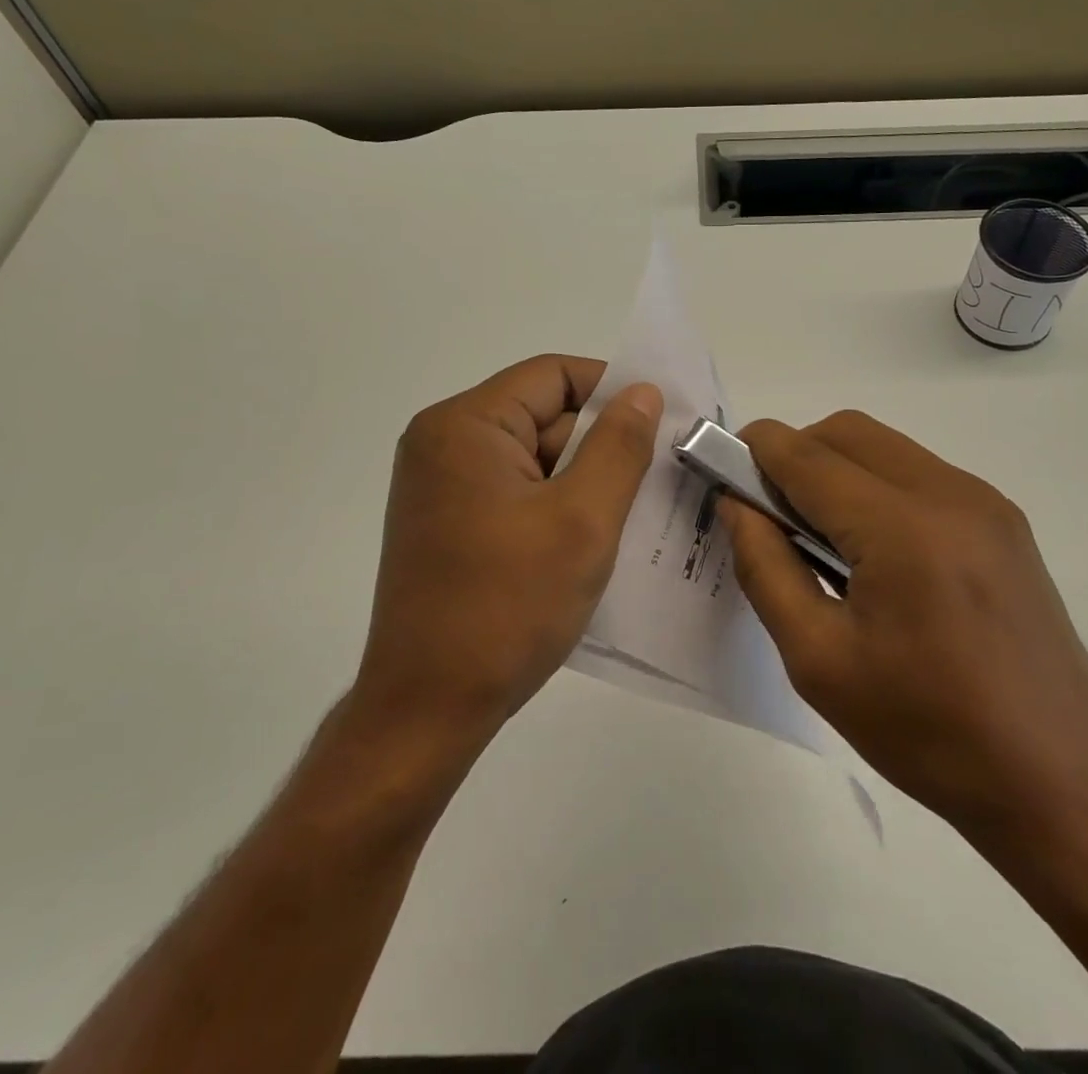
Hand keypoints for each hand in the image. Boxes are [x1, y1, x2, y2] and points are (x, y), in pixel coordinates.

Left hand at [347, 355, 662, 759]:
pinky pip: (516, 492)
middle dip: (601, 444)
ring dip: (583, 480)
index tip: (660, 423)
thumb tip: (643, 391)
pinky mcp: (449, 522)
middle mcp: (444, 443)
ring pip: (534, 458)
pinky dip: (556, 506)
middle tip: (658, 478)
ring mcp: (442, 485)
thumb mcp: (582, 520)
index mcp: (466, 426)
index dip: (611, 391)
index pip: (552, 376)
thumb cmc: (507, 607)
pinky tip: (593, 538)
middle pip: (543, 416)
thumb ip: (619, 446)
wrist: (427, 710)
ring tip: (635, 513)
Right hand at [723, 411, 1087, 848]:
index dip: (753, 451)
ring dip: (836, 468)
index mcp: (902, 529)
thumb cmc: (927, 732)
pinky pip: (919, 472)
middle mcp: (949, 493)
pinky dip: (877, 486)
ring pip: (884, 446)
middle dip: (794, 454)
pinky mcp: (1004, 520)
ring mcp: (985, 501)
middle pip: (845, 431)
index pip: (805, 455)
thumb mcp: (819, 660)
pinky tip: (877, 554)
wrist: (1062, 783)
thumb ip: (765, 567)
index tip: (722, 473)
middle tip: (771, 516)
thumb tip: (737, 504)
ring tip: (824, 541)